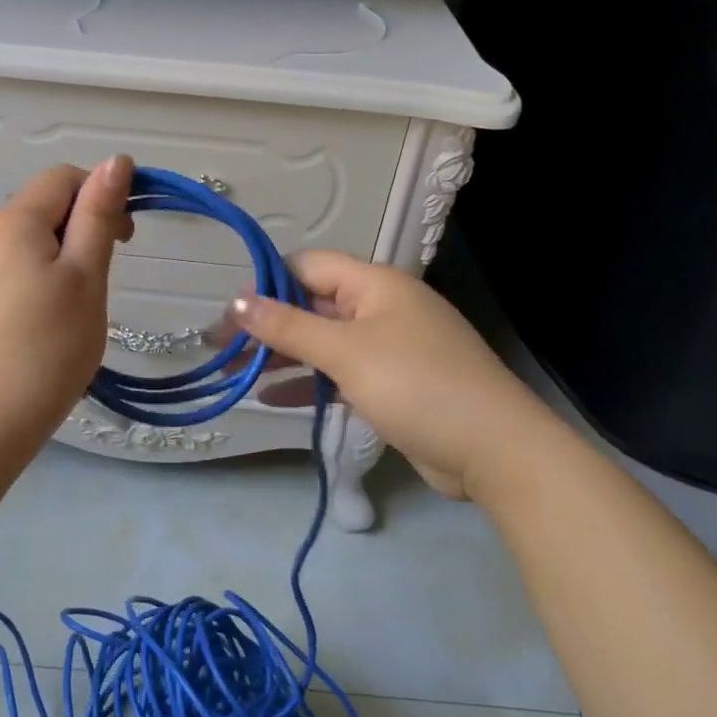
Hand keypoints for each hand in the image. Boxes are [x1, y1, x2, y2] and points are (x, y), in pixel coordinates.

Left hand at [0, 157, 134, 449]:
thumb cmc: (47, 347)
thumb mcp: (85, 277)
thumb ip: (99, 216)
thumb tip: (118, 160)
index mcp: (16, 221)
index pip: (65, 177)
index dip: (102, 194)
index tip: (127, 240)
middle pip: (47, 206)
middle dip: (86, 226)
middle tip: (107, 277)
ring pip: (35, 239)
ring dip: (68, 255)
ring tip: (83, 303)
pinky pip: (19, 266)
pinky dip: (46, 277)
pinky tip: (54, 318)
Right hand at [228, 251, 538, 501]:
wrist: (494, 450)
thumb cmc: (415, 385)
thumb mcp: (345, 352)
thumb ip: (288, 327)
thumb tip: (237, 302)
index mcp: (374, 284)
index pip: (308, 266)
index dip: (266, 284)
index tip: (230, 313)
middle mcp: (380, 307)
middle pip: (312, 305)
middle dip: (268, 325)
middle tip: (223, 348)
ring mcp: (388, 347)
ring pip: (324, 342)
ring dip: (283, 356)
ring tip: (239, 373)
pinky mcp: (393, 384)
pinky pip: (340, 373)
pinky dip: (310, 383)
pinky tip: (273, 399)